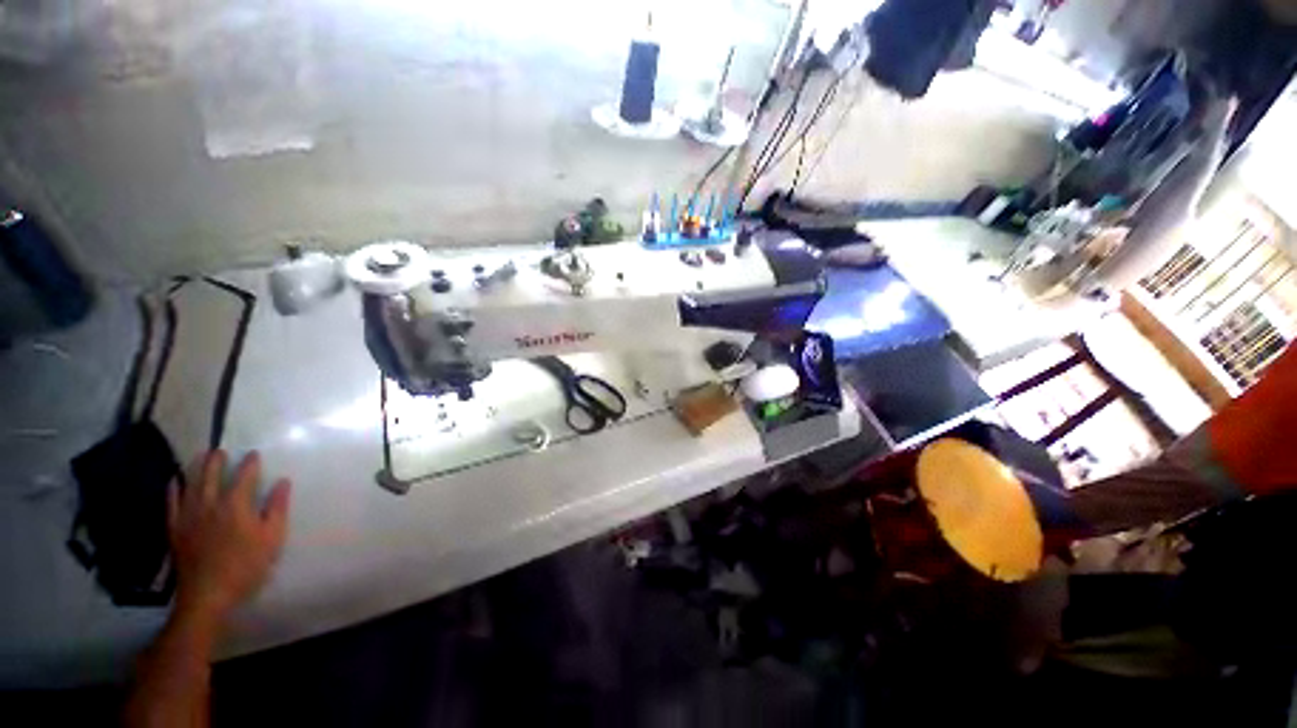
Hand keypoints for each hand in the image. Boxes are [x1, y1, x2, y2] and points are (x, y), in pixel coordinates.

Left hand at [168, 450, 290, 623]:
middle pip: (211, 476)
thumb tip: (283, 482)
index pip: (244, 477)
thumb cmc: (247, 565)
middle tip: (220, 450)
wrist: (208, 594)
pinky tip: (175, 481)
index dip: (250, 464)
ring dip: (195, 469)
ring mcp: (189, 516)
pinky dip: (173, 489)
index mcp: (236, 505)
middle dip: (217, 461)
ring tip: (199, 457)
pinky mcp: (175, 529)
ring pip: (190, 485)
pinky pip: (171, 503)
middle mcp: (210, 504)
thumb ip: (277, 508)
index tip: (254, 454)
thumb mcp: (272, 538)